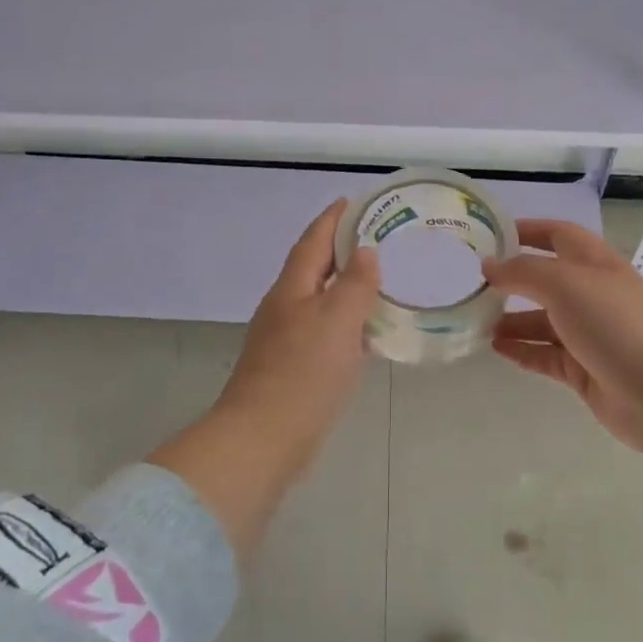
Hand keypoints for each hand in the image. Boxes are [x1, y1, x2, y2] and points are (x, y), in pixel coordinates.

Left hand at [215, 199, 380, 442]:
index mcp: (292, 289)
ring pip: (319, 301)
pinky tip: (366, 334)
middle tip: (377, 239)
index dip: (332, 219)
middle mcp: (284, 308)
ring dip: (345, 287)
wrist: (263, 440)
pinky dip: (346, 323)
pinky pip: (324, 332)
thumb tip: (365, 253)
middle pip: (313, 268)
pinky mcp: (292, 369)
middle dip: (340, 250)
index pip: (313, 241)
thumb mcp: (337, 321)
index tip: (353, 201)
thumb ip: (354, 284)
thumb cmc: (303, 374)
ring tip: (379, 281)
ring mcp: (285, 340)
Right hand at [483, 220, 642, 450]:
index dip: (527, 230)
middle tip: (473, 284)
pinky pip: (545, 355)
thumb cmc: (614, 323)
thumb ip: (522, 272)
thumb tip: (489, 267)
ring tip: (477, 322)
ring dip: (511, 319)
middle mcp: (592, 294)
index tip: (490, 235)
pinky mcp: (584, 369)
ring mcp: (589, 334)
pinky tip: (496, 348)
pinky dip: (522, 350)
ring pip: (542, 321)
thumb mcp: (564, 283)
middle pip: (546, 280)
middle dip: (512, 280)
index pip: (557, 235)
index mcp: (594, 263)